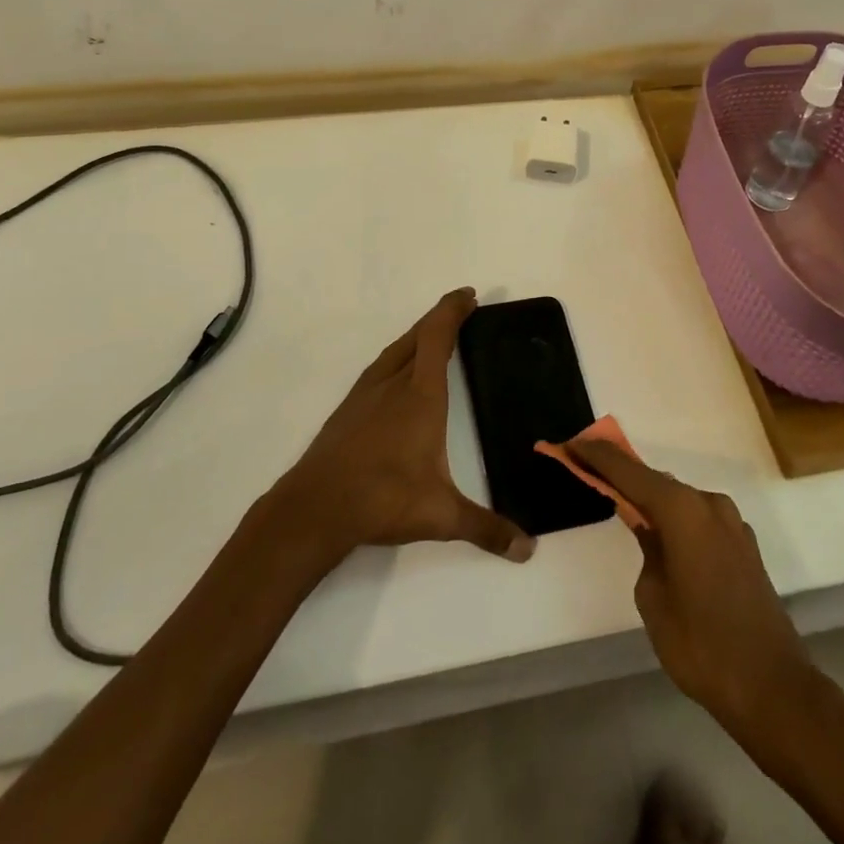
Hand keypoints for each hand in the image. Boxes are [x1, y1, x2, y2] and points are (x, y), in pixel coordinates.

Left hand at [271, 289, 534, 565]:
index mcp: (420, 395)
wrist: (315, 507)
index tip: (467, 295)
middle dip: (440, 317)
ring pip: (395, 349)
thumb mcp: (441, 516)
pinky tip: (397, 374)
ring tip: (433, 335)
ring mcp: (366, 393)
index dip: (452, 311)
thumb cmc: (383, 499)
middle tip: (460, 308)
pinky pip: (380, 367)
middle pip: (417, 335)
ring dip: (417, 334)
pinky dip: (398, 356)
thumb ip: (486, 528)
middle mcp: (393, 384)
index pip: (438, 337)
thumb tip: (528, 549)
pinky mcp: (348, 409)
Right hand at [568, 439, 811, 737]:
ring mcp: (732, 524)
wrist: (774, 688)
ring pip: (681, 500)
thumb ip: (646, 549)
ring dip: (652, 499)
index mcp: (683, 510)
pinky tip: (664, 536)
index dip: (599, 456)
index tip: (573, 443)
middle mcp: (709, 504)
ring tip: (623, 504)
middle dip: (623, 476)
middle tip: (591, 471)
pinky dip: (677, 519)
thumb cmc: (701, 645)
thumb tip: (650, 530)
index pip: (630, 471)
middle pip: (657, 481)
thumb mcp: (653, 597)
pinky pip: (700, 520)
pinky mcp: (744, 546)